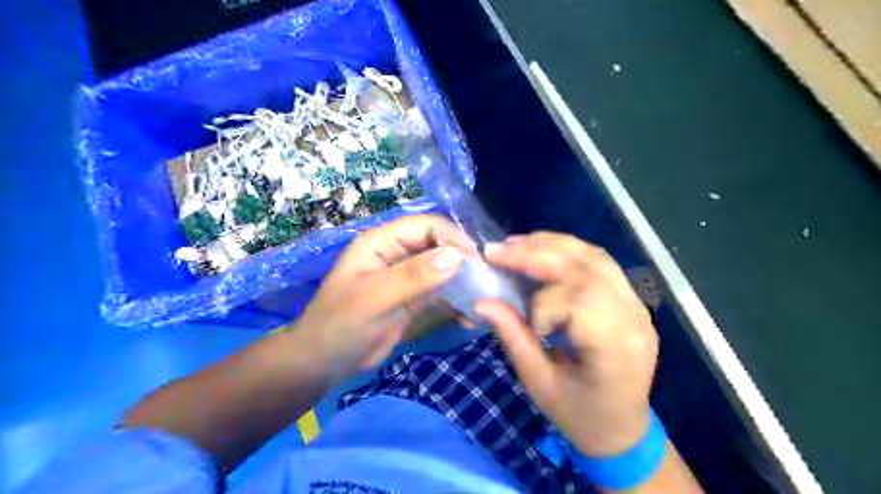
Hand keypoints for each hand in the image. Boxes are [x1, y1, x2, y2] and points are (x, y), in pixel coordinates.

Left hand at [293, 212, 474, 380]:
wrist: (323, 364)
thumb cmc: (340, 325)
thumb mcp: (375, 298)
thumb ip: (414, 276)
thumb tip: (457, 256)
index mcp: (382, 242)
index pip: (426, 226)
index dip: (452, 238)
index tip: (476, 262)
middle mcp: (397, 254)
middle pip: (439, 246)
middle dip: (463, 262)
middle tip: (486, 284)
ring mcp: (407, 277)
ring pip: (444, 270)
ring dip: (464, 283)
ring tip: (483, 301)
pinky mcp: (414, 299)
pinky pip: (441, 293)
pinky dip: (457, 302)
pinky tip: (469, 317)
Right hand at [479, 233, 656, 456]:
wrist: (623, 428)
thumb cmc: (579, 415)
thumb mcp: (539, 384)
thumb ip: (513, 337)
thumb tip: (482, 302)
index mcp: (615, 352)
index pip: (581, 302)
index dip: (544, 302)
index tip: (527, 322)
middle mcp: (634, 320)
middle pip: (586, 270)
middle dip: (537, 254)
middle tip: (497, 250)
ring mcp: (638, 306)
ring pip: (595, 256)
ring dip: (552, 244)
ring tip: (515, 244)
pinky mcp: (632, 299)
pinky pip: (601, 262)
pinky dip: (568, 250)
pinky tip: (541, 249)